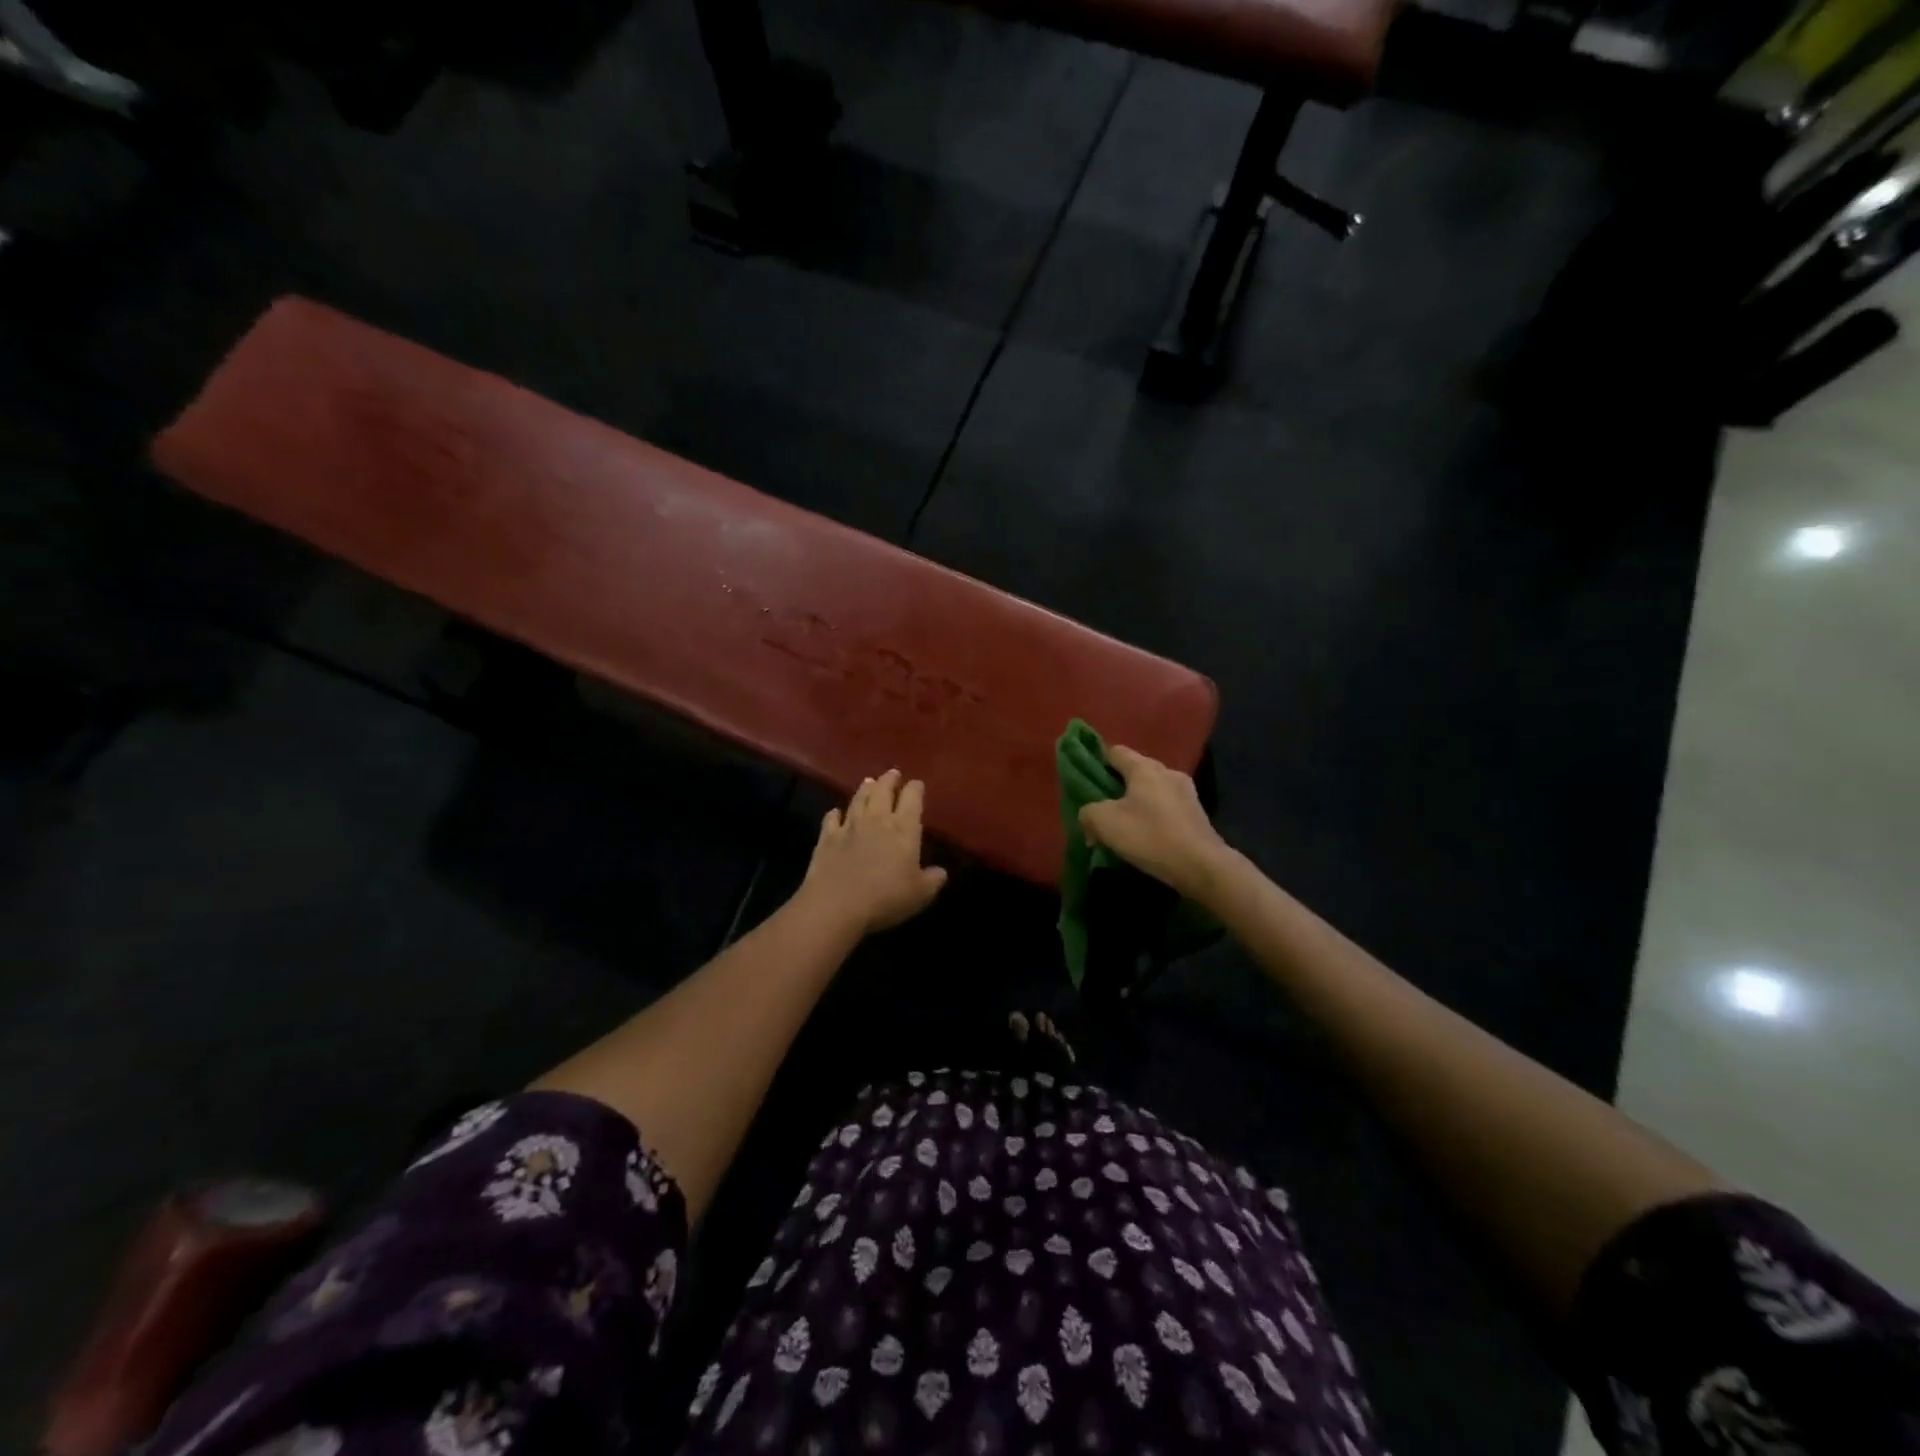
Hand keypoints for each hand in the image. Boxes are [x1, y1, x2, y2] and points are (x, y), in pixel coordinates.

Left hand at [801, 770, 948, 934]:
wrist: (836, 905)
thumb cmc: (886, 898)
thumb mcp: (920, 894)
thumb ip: (933, 880)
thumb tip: (941, 872)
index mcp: (904, 829)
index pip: (912, 798)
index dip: (915, 788)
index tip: (917, 784)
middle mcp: (877, 820)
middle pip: (883, 790)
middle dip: (889, 780)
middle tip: (893, 773)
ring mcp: (850, 826)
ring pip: (858, 799)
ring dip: (865, 789)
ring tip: (869, 782)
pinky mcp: (827, 838)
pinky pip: (832, 818)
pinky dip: (835, 813)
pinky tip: (836, 812)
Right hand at [1077, 746, 1233, 901]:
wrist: (1202, 866)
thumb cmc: (1150, 836)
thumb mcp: (1105, 823)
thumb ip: (1088, 812)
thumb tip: (1089, 816)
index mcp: (1144, 768)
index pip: (1115, 751)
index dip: (1098, 760)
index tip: (1086, 776)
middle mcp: (1167, 772)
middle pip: (1135, 770)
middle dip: (1117, 784)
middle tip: (1102, 805)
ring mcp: (1186, 792)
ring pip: (1152, 789)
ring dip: (1137, 801)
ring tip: (1124, 823)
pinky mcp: (1196, 813)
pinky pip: (1166, 806)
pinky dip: (1153, 815)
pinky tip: (1147, 834)